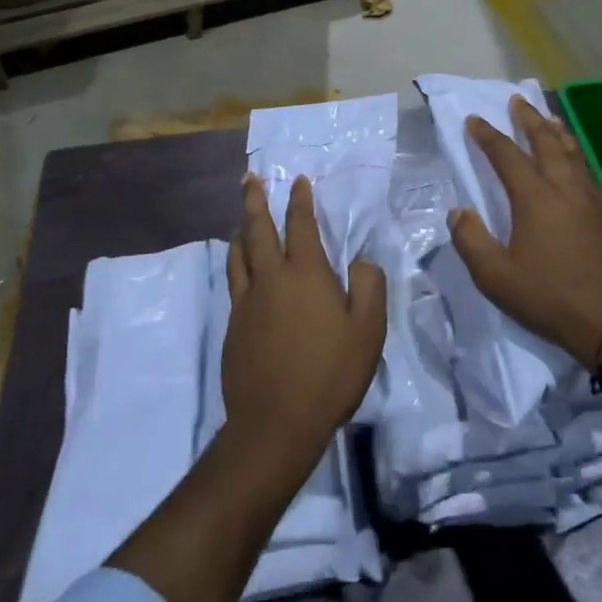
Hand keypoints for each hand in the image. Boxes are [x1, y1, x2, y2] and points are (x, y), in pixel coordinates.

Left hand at [222, 174, 386, 463]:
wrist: (275, 423)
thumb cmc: (329, 373)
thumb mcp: (368, 330)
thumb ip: (368, 287)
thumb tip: (359, 263)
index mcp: (305, 274)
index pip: (301, 225)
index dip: (300, 200)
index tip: (298, 180)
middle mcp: (271, 278)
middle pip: (258, 230)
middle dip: (254, 201)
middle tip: (248, 178)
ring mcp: (247, 302)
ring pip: (238, 254)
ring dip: (241, 231)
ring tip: (241, 220)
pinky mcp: (233, 326)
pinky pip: (235, 283)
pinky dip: (237, 264)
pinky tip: (243, 272)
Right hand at [450, 95, 601, 366]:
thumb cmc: (550, 298)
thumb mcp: (495, 277)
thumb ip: (471, 240)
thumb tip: (459, 212)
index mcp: (534, 198)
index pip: (506, 155)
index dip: (488, 135)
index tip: (474, 120)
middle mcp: (565, 187)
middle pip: (546, 141)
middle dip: (529, 119)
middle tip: (517, 101)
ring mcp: (593, 199)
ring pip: (573, 153)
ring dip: (558, 132)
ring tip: (549, 118)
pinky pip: (592, 175)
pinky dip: (580, 159)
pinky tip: (579, 165)